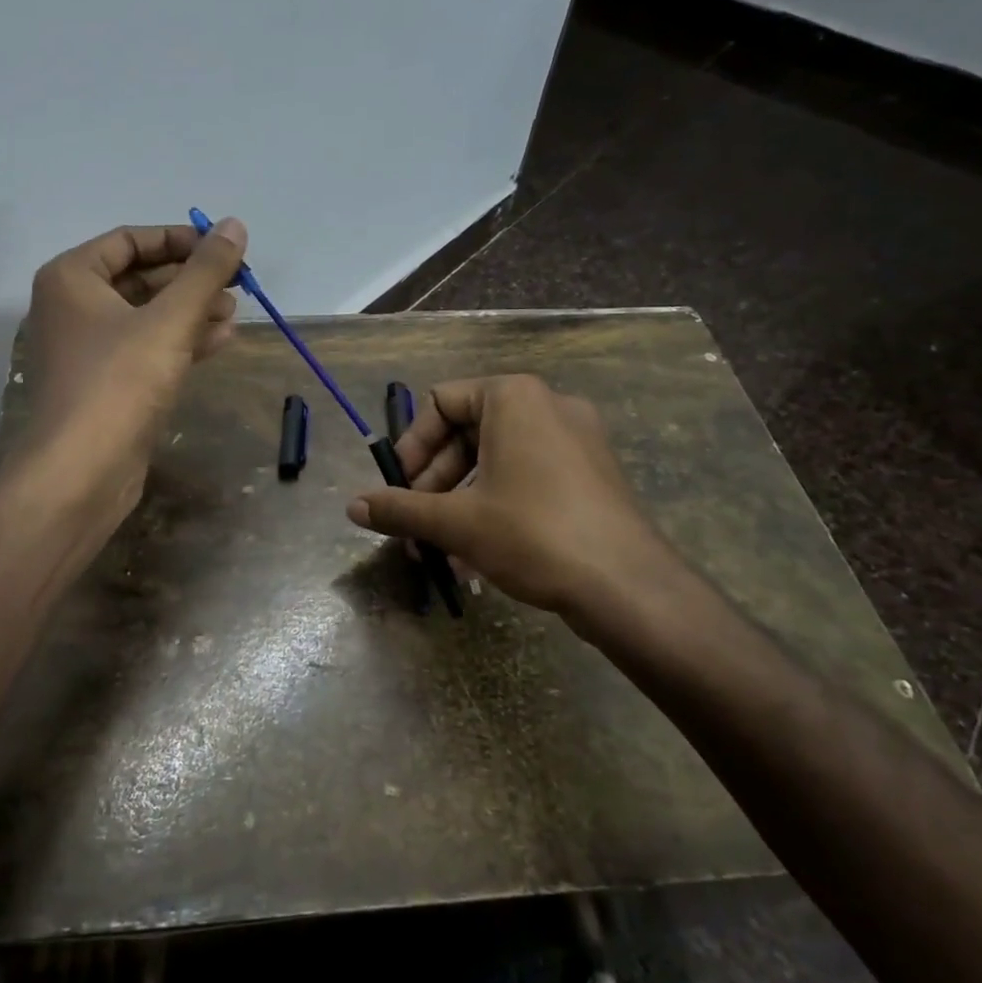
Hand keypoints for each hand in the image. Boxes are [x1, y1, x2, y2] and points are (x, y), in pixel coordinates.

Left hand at [18, 218, 246, 520]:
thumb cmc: (119, 383)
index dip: (180, 239)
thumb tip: (235, 225)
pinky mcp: (105, 384)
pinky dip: (181, 341)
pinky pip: (146, 348)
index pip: (131, 240)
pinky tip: (220, 340)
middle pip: (140, 277)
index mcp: (72, 278)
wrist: (80, 474)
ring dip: (191, 311)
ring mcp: (87, 349)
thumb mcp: (170, 320)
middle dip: (190, 279)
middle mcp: (73, 307)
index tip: (224, 248)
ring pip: (147, 315)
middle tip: (237, 283)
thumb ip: (205, 271)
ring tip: (234, 311)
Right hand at [345, 374, 687, 644]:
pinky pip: (527, 478)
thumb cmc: (533, 534)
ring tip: (440, 551)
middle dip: (433, 483)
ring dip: (459, 502)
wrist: (629, 586)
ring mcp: (576, 440)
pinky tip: (476, 557)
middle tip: (413, 526)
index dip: (411, 445)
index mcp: (513, 397)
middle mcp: (547, 405)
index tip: (397, 488)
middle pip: (467, 433)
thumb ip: (400, 509)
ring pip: (496, 461)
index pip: (441, 401)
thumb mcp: (456, 522)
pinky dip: (495, 506)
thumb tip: (352, 507)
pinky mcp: (591, 474)